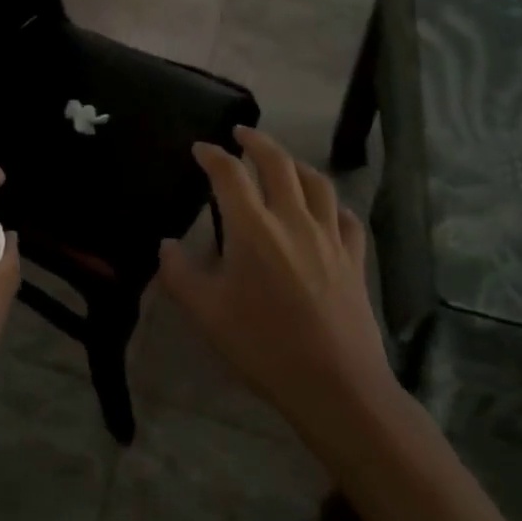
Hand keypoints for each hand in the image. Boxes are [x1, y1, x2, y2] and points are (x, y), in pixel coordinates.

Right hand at [159, 128, 394, 449]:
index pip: (229, 174)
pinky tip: (326, 209)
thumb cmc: (263, 346)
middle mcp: (292, 219)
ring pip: (316, 182)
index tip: (200, 149)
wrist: (336, 385)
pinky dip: (332, 203)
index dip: (212, 155)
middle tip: (241, 134)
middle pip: (277, 163)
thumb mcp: (206, 314)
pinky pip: (346, 217)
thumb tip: (166, 245)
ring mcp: (329, 237)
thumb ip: (179, 274)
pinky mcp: (354, 258)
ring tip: (282, 161)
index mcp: (252, 227)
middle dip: (256, 141)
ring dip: (295, 163)